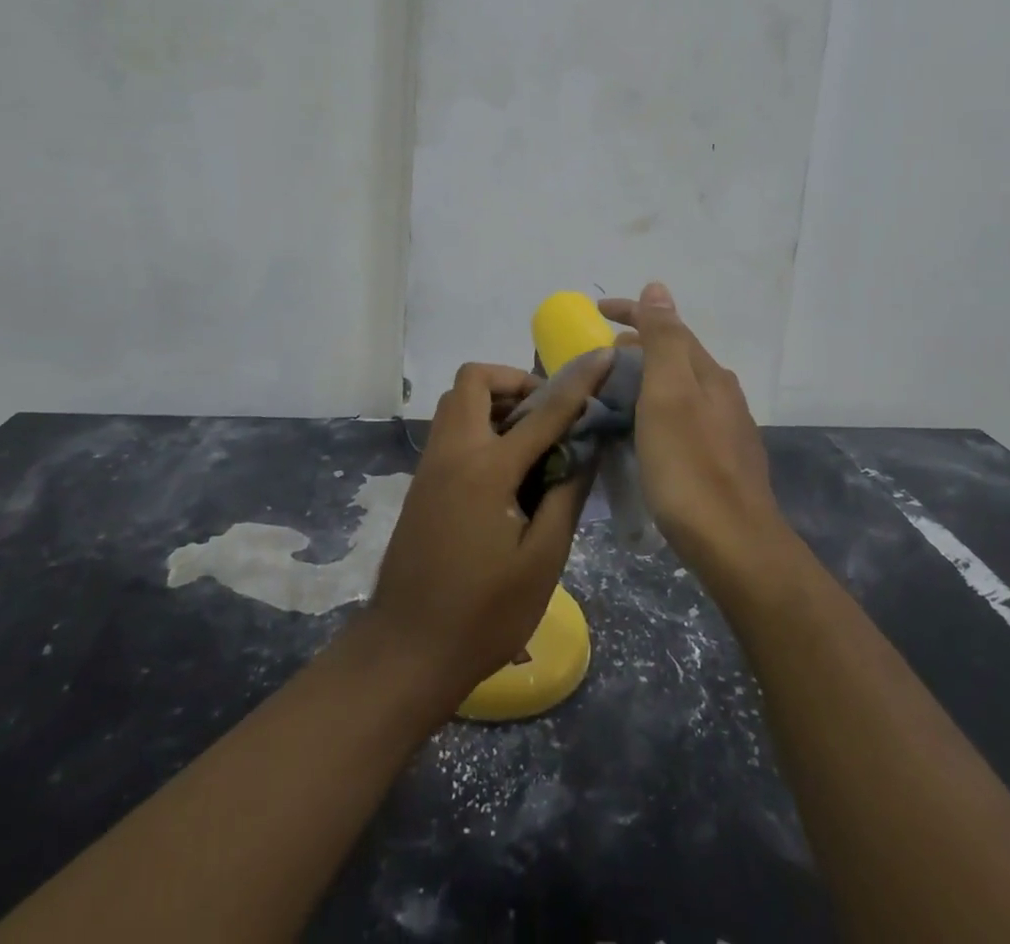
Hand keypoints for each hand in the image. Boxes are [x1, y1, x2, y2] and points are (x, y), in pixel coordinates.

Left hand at [363, 356, 614, 702]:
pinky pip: (450, 429)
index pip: (544, 411)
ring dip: (494, 401)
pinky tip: (506, 466)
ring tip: (531, 437)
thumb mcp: (542, 560)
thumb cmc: (484, 614)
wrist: (407, 650)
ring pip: (457, 402)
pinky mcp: (422, 483)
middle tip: (548, 412)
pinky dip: (480, 425)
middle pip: (475, 381)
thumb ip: (566, 496)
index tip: (602, 358)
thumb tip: (586, 449)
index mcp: (487, 469)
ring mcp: (431, 466)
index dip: (578, 382)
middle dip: (516, 381)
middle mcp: (454, 452)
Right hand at [598, 283, 789, 578]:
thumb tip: (658, 287)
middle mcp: (723, 394)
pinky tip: (647, 431)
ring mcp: (727, 429)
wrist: (734, 543)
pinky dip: (659, 408)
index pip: (668, 327)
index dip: (633, 312)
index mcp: (708, 374)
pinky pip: (684, 416)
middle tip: (602, 356)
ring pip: (681, 388)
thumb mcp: (668, 394)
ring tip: (617, 390)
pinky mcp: (723, 461)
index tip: (598, 309)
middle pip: (676, 356)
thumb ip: (663, 339)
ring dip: (649, 379)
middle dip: (639, 347)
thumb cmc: (689, 466)